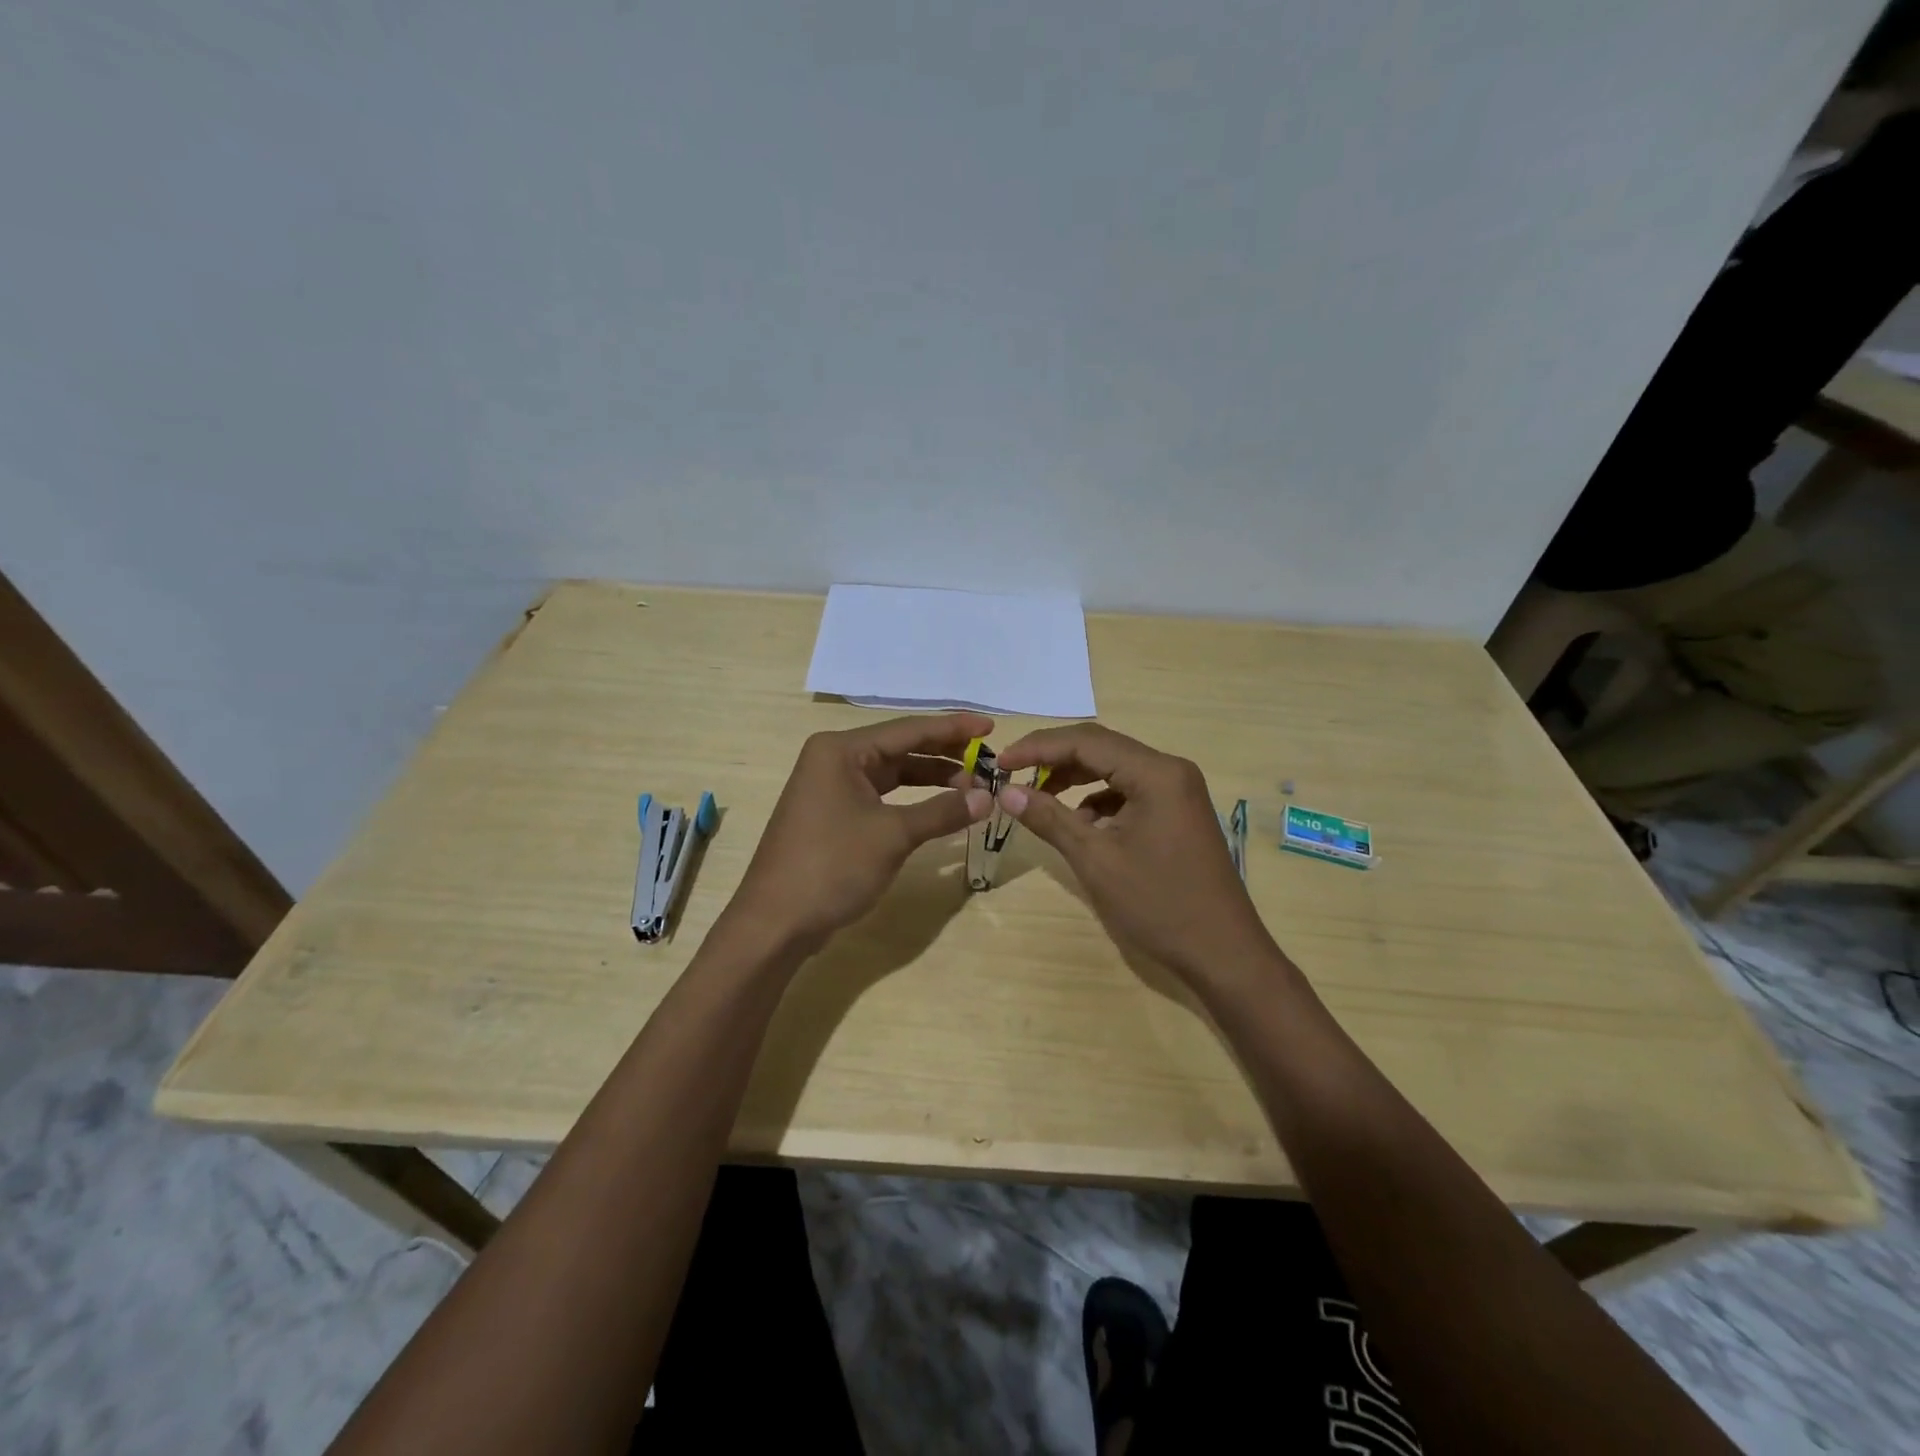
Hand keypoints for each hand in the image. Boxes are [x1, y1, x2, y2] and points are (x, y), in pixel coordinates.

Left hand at [730, 713, 994, 954]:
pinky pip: (882, 796)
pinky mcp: (834, 815)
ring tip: (972, 785)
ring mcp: (831, 788)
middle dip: (944, 754)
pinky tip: (940, 807)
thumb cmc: (832, 866)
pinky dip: (912, 800)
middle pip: (900, 748)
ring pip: (892, 774)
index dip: (952, 729)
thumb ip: (942, 811)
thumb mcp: (893, 835)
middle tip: (988, 760)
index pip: (908, 730)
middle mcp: (834, 760)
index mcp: (841, 750)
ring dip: (930, 778)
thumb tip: (988, 797)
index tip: (991, 726)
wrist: (776, 922)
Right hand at [996, 724, 1273, 980]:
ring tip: (1037, 797)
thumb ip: (1050, 818)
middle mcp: (1170, 770)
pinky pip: (1129, 791)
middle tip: (1012, 775)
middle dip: (1053, 759)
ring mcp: (1178, 791)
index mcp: (1156, 773)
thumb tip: (1006, 792)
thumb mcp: (1096, 860)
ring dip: (1074, 778)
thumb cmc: (1159, 904)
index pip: (1086, 741)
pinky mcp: (1177, 812)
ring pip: (1114, 768)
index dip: (1038, 747)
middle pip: (1101, 748)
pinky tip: (1078, 823)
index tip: (1000, 762)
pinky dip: (1097, 799)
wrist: (1223, 953)